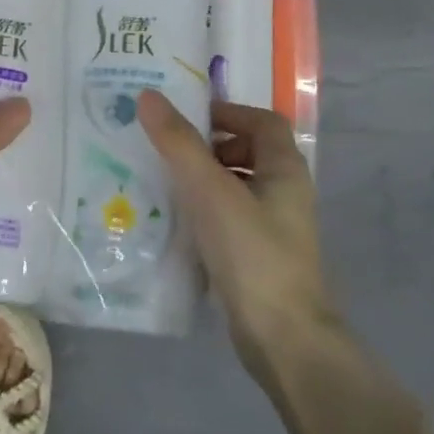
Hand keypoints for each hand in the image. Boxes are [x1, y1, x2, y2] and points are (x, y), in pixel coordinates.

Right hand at [138, 90, 333, 366]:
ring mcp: (274, 227)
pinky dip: (205, 209)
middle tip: (168, 151)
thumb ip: (179, 143)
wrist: (282, 336)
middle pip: (250, 152)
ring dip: (203, 178)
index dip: (228, 112)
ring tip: (164, 183)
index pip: (263, 122)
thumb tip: (147, 96)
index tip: (186, 119)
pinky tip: (176, 221)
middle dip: (209, 146)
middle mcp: (286, 193)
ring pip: (237, 186)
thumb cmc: (251, 252)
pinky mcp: (258, 255)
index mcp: (285, 170)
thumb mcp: (210, 191)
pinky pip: (229, 217)